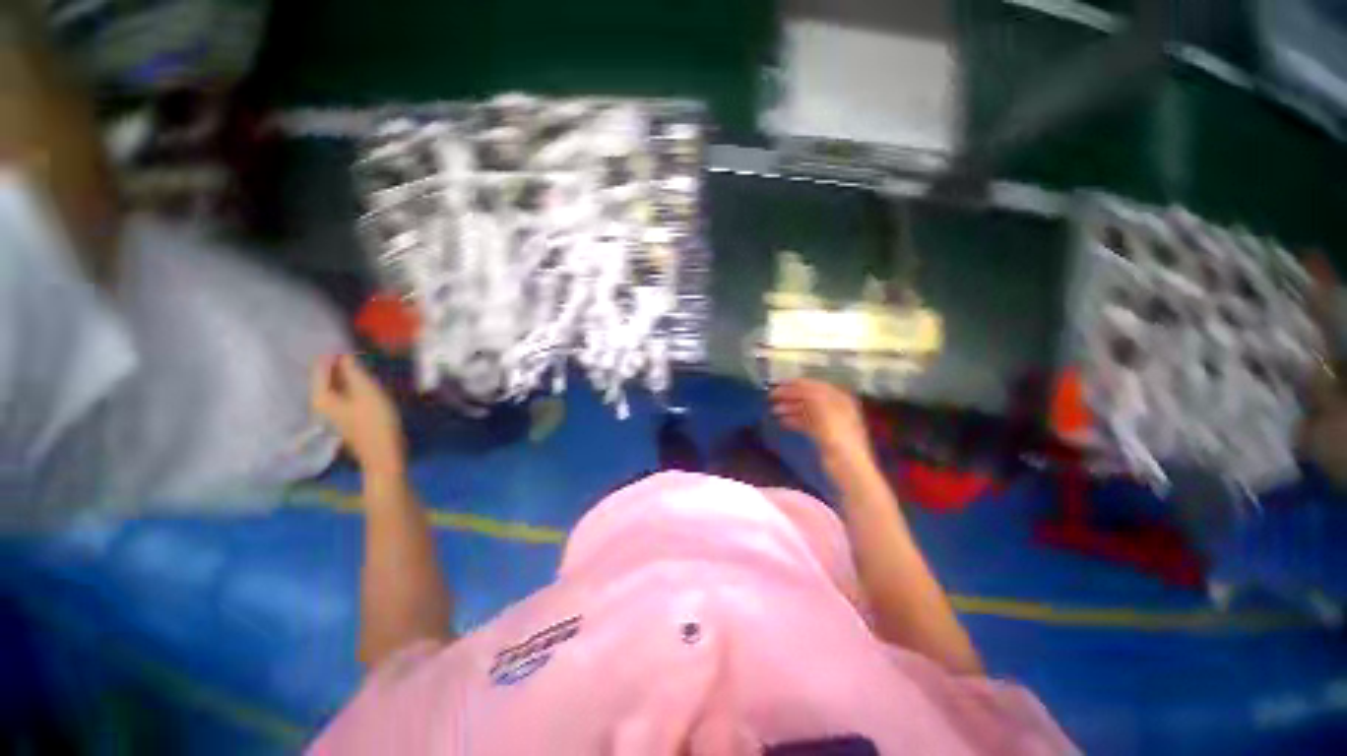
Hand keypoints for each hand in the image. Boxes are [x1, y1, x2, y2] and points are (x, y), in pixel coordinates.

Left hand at [312, 354, 405, 479]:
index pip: (321, 367)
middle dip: (339, 363)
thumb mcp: (367, 392)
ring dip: (348, 374)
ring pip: (337, 385)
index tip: (349, 342)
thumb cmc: (375, 421)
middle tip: (357, 350)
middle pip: (327, 377)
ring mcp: (334, 412)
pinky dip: (353, 384)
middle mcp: (322, 403)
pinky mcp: (347, 417)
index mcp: (321, 396)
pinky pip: (346, 393)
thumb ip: (354, 371)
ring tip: (363, 362)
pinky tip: (366, 381)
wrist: (384, 453)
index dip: (334, 354)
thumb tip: (345, 355)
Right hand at [770, 379, 874, 474]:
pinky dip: (793, 420)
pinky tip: (781, 422)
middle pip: (808, 397)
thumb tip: (795, 385)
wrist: (847, 468)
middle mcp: (835, 407)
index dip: (794, 383)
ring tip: (772, 410)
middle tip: (770, 397)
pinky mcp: (823, 437)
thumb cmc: (837, 435)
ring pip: (805, 410)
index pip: (813, 385)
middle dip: (789, 396)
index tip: (775, 384)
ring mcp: (829, 423)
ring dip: (789, 408)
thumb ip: (809, 394)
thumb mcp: (822, 409)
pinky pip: (806, 423)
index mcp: (838, 398)